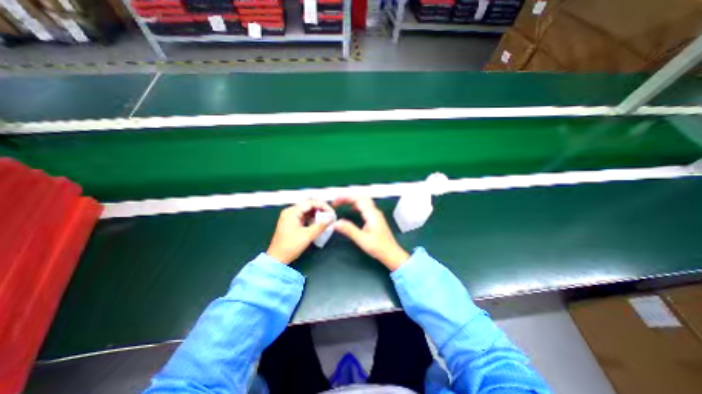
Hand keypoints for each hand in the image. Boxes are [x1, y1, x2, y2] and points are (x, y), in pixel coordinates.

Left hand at [267, 200, 334, 264]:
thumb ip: (320, 226)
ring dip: (318, 213)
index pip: (310, 202)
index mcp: (292, 212)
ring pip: (308, 210)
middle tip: (330, 215)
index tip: (331, 212)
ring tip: (326, 218)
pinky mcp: (293, 222)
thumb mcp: (307, 236)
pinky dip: (313, 218)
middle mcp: (291, 211)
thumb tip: (331, 219)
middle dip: (321, 209)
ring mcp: (291, 216)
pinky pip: (305, 215)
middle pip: (309, 204)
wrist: (277, 258)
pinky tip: (319, 222)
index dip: (323, 206)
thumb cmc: (289, 247)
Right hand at [333, 197, 409, 269]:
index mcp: (372, 214)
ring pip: (363, 202)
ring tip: (342, 203)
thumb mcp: (362, 239)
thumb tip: (336, 223)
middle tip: (337, 201)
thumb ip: (349, 230)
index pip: (358, 199)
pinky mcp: (375, 219)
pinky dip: (356, 205)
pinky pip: (365, 207)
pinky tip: (352, 210)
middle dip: (348, 197)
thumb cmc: (379, 247)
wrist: (391, 253)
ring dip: (352, 200)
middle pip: (361, 198)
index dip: (346, 197)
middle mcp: (375, 212)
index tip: (336, 200)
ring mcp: (376, 215)